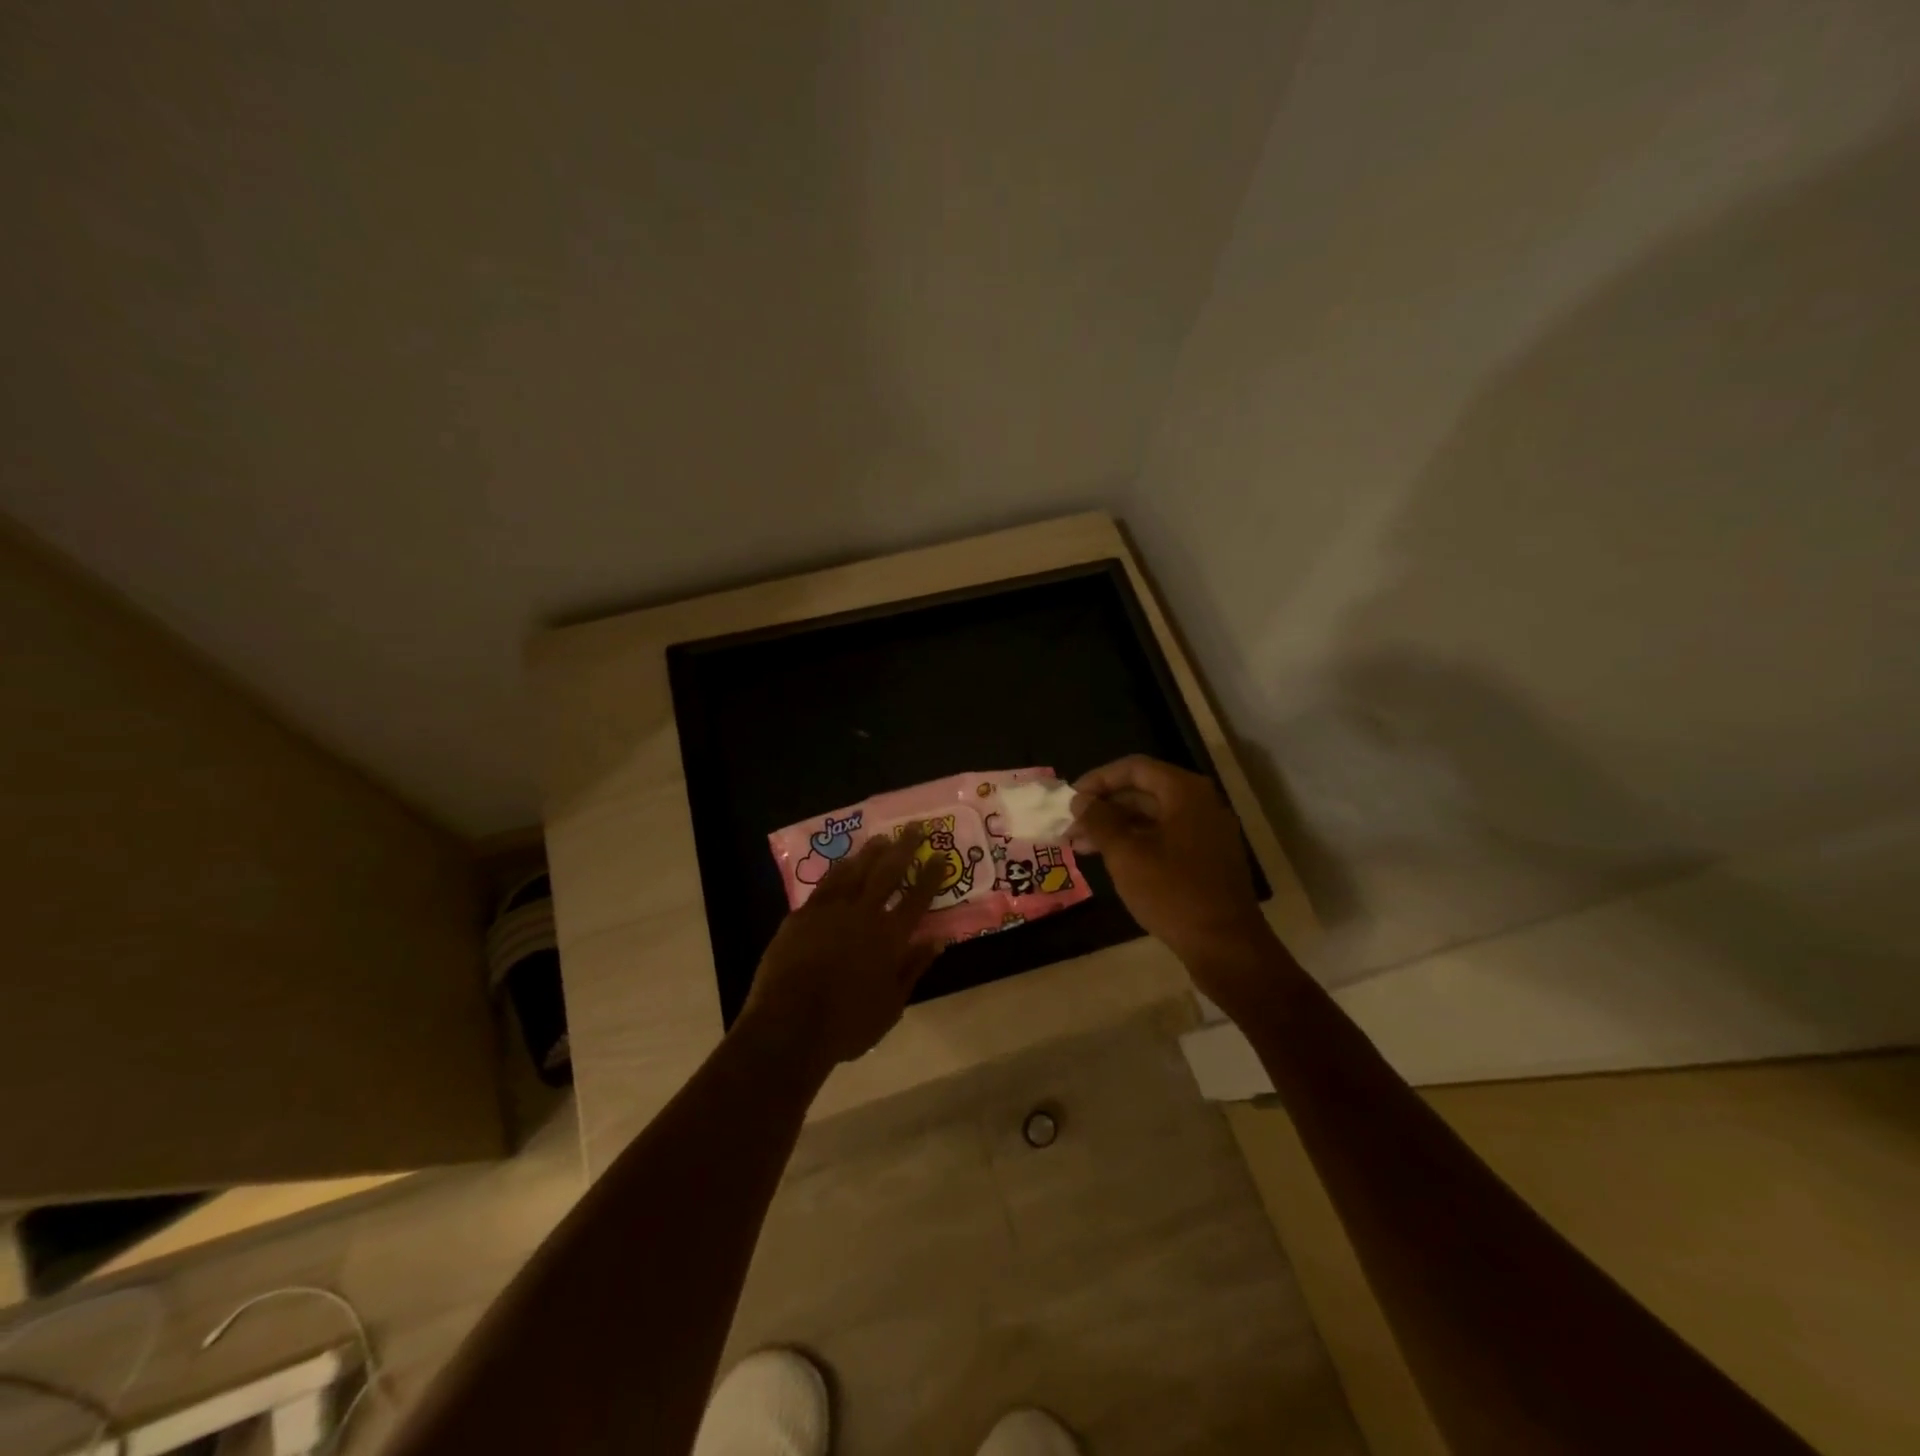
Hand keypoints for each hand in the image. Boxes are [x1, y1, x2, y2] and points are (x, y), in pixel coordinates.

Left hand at [738, 830, 942, 1067]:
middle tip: (914, 828)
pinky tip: (845, 863)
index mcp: (889, 938)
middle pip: (887, 873)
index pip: (917, 898)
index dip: (931, 876)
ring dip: (870, 853)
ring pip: (855, 871)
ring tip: (882, 838)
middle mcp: (863, 915)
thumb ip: (914, 968)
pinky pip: (825, 884)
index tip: (941, 855)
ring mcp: (829, 911)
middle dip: (904, 849)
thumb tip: (938, 940)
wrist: (789, 1026)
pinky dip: (839, 870)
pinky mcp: (802, 915)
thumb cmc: (847, 1024)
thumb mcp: (892, 1006)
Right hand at [1069, 756, 1278, 994]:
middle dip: (1104, 807)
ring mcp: (1207, 832)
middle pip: (1144, 791)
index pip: (1134, 768)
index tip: (1071, 799)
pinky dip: (1137, 843)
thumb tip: (1081, 800)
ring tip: (1081, 847)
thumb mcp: (1126, 854)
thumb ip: (1100, 821)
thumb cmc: (1173, 893)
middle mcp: (1201, 804)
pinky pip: (1166, 837)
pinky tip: (1112, 860)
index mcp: (1185, 792)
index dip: (1098, 779)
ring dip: (1116, 828)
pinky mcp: (1208, 858)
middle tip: (1071, 827)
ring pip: (1153, 817)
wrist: (1226, 946)